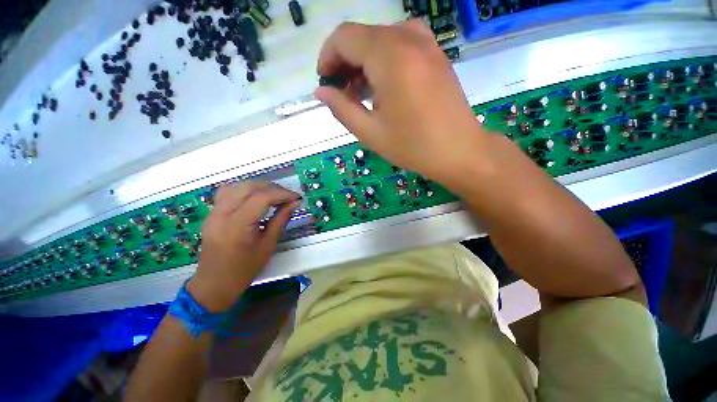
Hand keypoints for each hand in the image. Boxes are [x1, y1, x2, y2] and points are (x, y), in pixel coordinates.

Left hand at [186, 181, 301, 311]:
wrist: (214, 283)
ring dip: (259, 186)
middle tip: (288, 197)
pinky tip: (254, 197)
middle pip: (249, 187)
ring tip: (274, 195)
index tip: (296, 198)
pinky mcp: (212, 213)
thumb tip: (295, 203)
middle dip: (273, 188)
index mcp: (238, 225)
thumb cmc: (245, 269)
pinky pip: (228, 191)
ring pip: (238, 185)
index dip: (282, 194)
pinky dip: (244, 189)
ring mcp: (214, 212)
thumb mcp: (268, 245)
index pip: (262, 198)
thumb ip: (281, 220)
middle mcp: (222, 214)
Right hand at [314, 20, 486, 188]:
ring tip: (361, 95)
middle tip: (342, 95)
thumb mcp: (370, 132)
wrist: (459, 150)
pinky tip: (383, 87)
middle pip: (362, 36)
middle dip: (345, 63)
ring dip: (364, 63)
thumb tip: (321, 91)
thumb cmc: (413, 146)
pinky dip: (383, 61)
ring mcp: (426, 43)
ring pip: (381, 40)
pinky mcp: (436, 54)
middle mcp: (408, 39)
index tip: (325, 83)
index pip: (344, 37)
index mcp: (389, 56)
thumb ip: (341, 108)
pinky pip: (400, 45)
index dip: (328, 57)